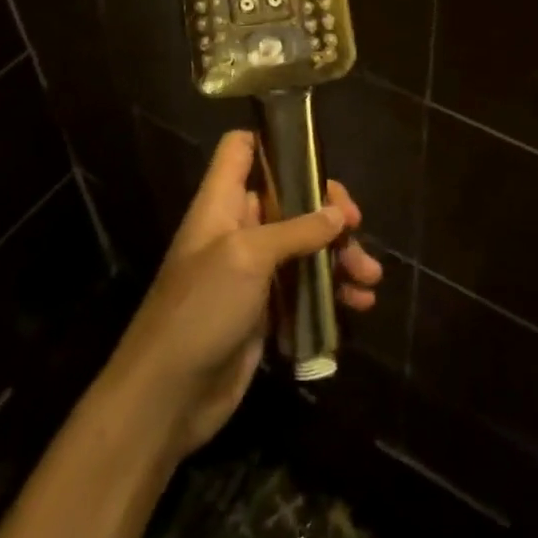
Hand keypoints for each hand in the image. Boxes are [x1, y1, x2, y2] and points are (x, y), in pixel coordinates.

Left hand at [102, 130, 383, 461]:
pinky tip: (359, 305)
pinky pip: (304, 287)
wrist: (167, 398)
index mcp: (223, 202)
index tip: (316, 154)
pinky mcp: (264, 309)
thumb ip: (296, 230)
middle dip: (328, 210)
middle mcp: (238, 228)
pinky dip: (332, 291)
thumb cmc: (201, 309)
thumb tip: (337, 214)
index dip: (275, 140)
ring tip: (370, 278)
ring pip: (304, 245)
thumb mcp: (247, 257)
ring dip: (339, 256)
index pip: (242, 148)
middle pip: (289, 197)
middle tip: (356, 226)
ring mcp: (251, 270)